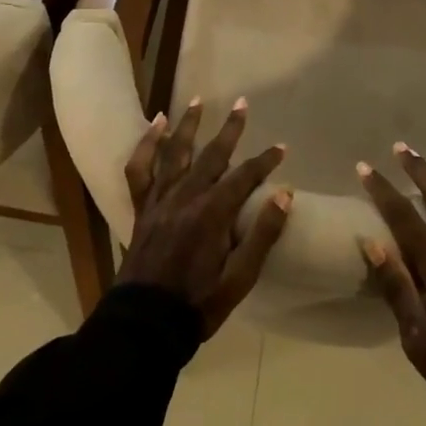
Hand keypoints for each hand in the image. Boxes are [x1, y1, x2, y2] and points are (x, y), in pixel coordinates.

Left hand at [118, 97, 291, 336]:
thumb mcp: (240, 278)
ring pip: (175, 153)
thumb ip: (263, 234)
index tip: (282, 149)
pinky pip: (139, 170)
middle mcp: (186, 197)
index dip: (265, 161)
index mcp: (212, 213)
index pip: (245, 177)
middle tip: (242, 104)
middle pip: (212, 155)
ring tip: (198, 100)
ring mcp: (160, 200)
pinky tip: (155, 125)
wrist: (145, 325)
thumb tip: (286, 194)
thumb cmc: (198, 304)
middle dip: (230, 129)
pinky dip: (146, 145)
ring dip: (188, 125)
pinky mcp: (141, 208)